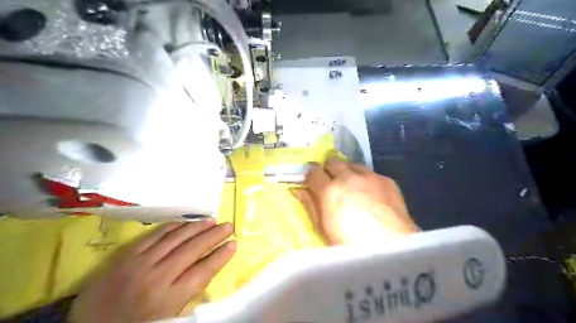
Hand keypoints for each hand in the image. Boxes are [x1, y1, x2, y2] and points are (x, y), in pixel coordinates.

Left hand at [69, 221, 236, 322]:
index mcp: (169, 298)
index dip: (220, 256)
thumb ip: (189, 291)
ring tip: (212, 220)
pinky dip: (173, 226)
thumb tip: (210, 265)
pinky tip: (185, 222)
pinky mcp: (127, 255)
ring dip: (197, 227)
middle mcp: (157, 277)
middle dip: (214, 235)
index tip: (234, 244)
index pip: (203, 271)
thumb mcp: (169, 315)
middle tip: (228, 225)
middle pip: (193, 250)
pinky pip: (155, 235)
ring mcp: (141, 263)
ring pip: (176, 238)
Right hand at [295, 158, 415, 243]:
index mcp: (329, 190)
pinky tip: (371, 194)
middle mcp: (348, 178)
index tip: (311, 183)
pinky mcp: (387, 180)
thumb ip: (310, 206)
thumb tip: (300, 191)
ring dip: (347, 171)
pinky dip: (366, 179)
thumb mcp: (323, 230)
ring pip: (352, 164)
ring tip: (351, 186)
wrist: (393, 250)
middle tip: (330, 183)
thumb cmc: (350, 247)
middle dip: (329, 170)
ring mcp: (370, 177)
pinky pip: (371, 173)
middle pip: (333, 162)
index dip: (310, 176)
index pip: (313, 172)